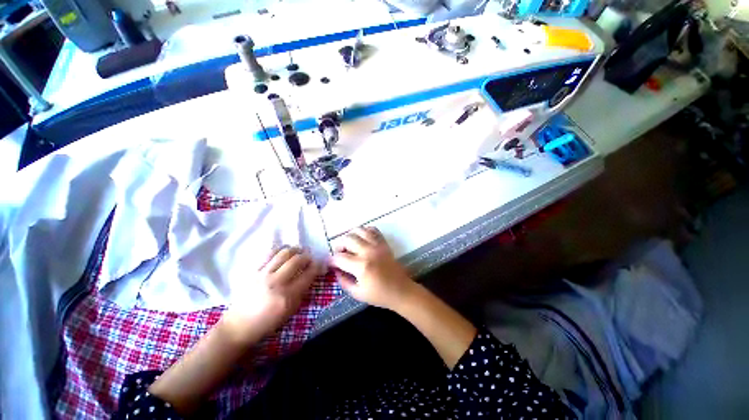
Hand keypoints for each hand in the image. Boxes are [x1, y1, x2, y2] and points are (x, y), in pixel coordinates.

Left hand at [224, 247, 321, 342]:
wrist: (239, 325)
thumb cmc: (268, 322)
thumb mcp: (291, 311)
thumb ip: (302, 291)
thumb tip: (311, 275)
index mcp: (287, 296)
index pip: (308, 274)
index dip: (317, 266)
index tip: (320, 264)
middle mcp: (276, 282)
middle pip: (297, 260)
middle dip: (307, 256)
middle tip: (309, 258)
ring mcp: (263, 274)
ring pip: (284, 253)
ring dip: (295, 249)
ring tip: (298, 251)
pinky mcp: (254, 270)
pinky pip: (269, 253)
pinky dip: (280, 249)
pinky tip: (284, 251)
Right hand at [331, 227, 416, 309]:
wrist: (401, 290)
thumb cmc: (379, 295)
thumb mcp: (357, 293)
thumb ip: (343, 281)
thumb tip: (335, 270)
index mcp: (362, 266)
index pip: (339, 257)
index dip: (331, 261)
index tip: (330, 264)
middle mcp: (369, 251)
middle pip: (347, 239)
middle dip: (339, 246)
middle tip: (340, 255)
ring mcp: (377, 245)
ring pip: (359, 230)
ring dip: (350, 236)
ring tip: (350, 246)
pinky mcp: (384, 243)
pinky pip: (372, 229)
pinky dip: (364, 231)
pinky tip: (362, 240)